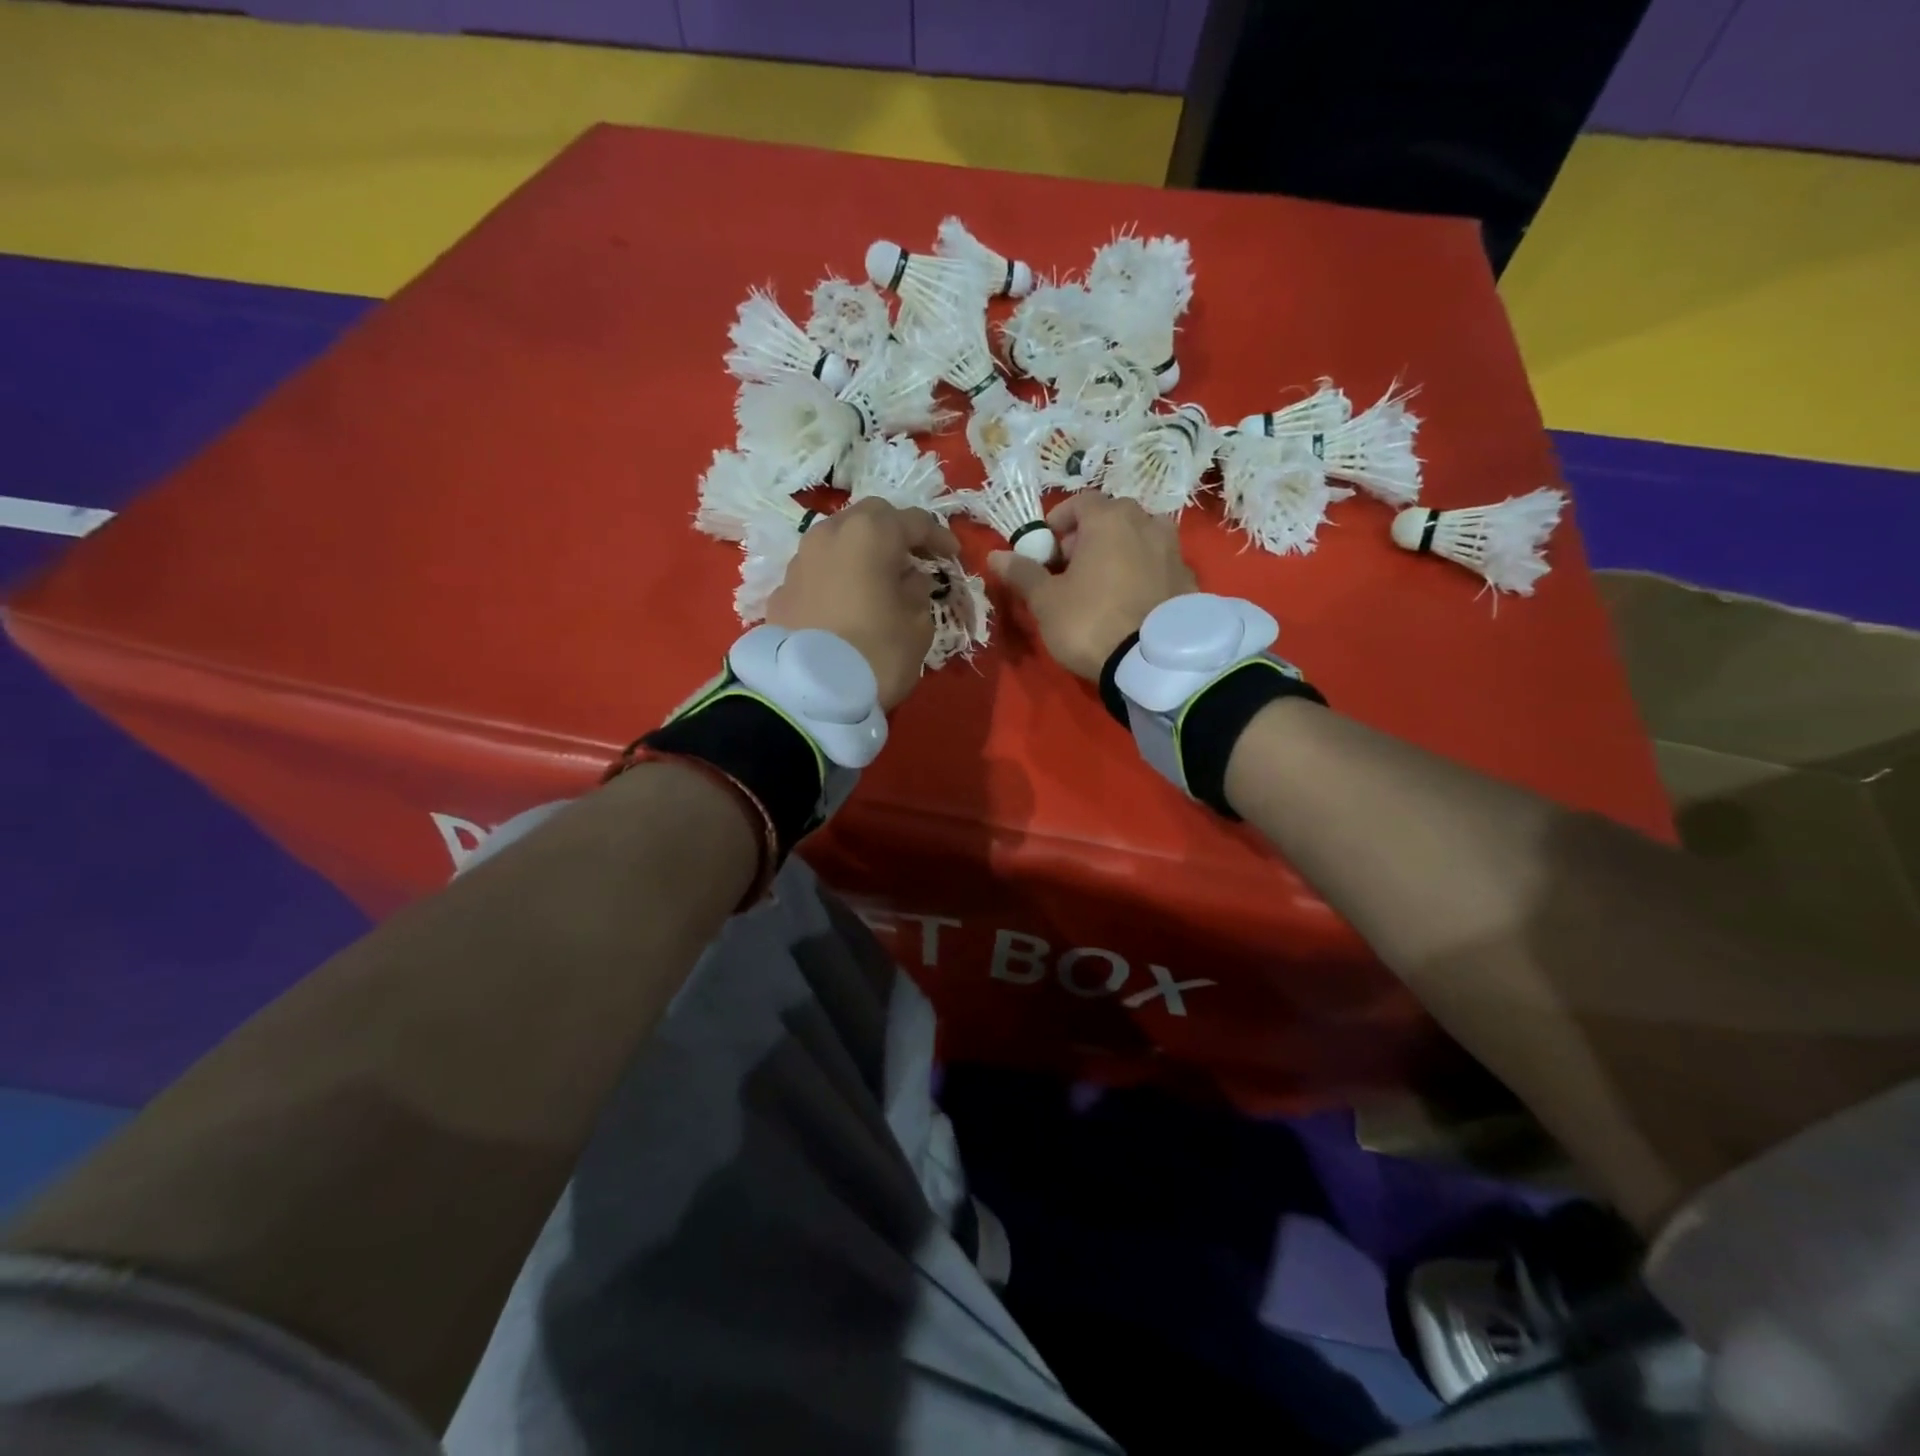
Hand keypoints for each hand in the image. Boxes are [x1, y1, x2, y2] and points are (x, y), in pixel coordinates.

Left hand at [767, 498, 961, 710]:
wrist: (808, 693)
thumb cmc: (877, 653)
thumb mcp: (917, 625)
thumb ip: (918, 591)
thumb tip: (909, 579)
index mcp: (870, 535)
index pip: (913, 521)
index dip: (938, 536)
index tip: (953, 556)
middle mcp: (830, 534)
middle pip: (869, 517)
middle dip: (895, 531)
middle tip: (915, 556)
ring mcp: (800, 560)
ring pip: (837, 539)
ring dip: (862, 551)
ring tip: (879, 577)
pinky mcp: (781, 589)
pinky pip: (817, 570)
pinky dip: (837, 576)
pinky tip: (847, 600)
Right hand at [989, 494, 1196, 679]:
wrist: (1153, 662)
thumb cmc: (1090, 621)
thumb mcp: (1046, 601)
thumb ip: (1023, 573)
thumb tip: (996, 556)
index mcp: (1110, 519)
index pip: (1079, 503)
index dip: (1058, 523)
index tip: (1045, 550)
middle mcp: (1147, 523)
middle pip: (1113, 518)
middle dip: (1089, 537)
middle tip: (1071, 569)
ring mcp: (1175, 551)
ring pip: (1140, 539)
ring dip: (1120, 551)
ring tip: (1103, 584)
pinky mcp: (1190, 580)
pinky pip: (1159, 566)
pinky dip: (1143, 574)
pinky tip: (1131, 602)